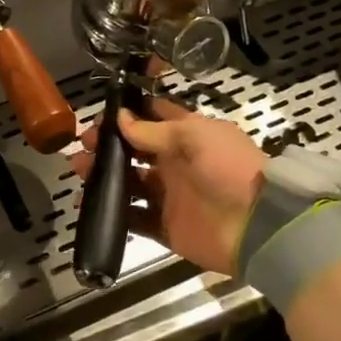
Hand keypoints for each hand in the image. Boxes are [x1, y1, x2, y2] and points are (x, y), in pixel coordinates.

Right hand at [70, 99, 266, 275]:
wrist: (259, 226)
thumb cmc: (229, 169)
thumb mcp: (194, 137)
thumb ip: (153, 130)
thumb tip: (120, 118)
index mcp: (187, 136)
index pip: (152, 118)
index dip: (127, 114)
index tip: (102, 114)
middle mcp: (175, 163)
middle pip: (133, 150)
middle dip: (107, 145)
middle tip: (84, 145)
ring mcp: (169, 196)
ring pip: (128, 182)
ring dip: (104, 176)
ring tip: (80, 171)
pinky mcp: (165, 227)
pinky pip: (133, 218)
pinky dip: (113, 212)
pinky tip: (91, 205)